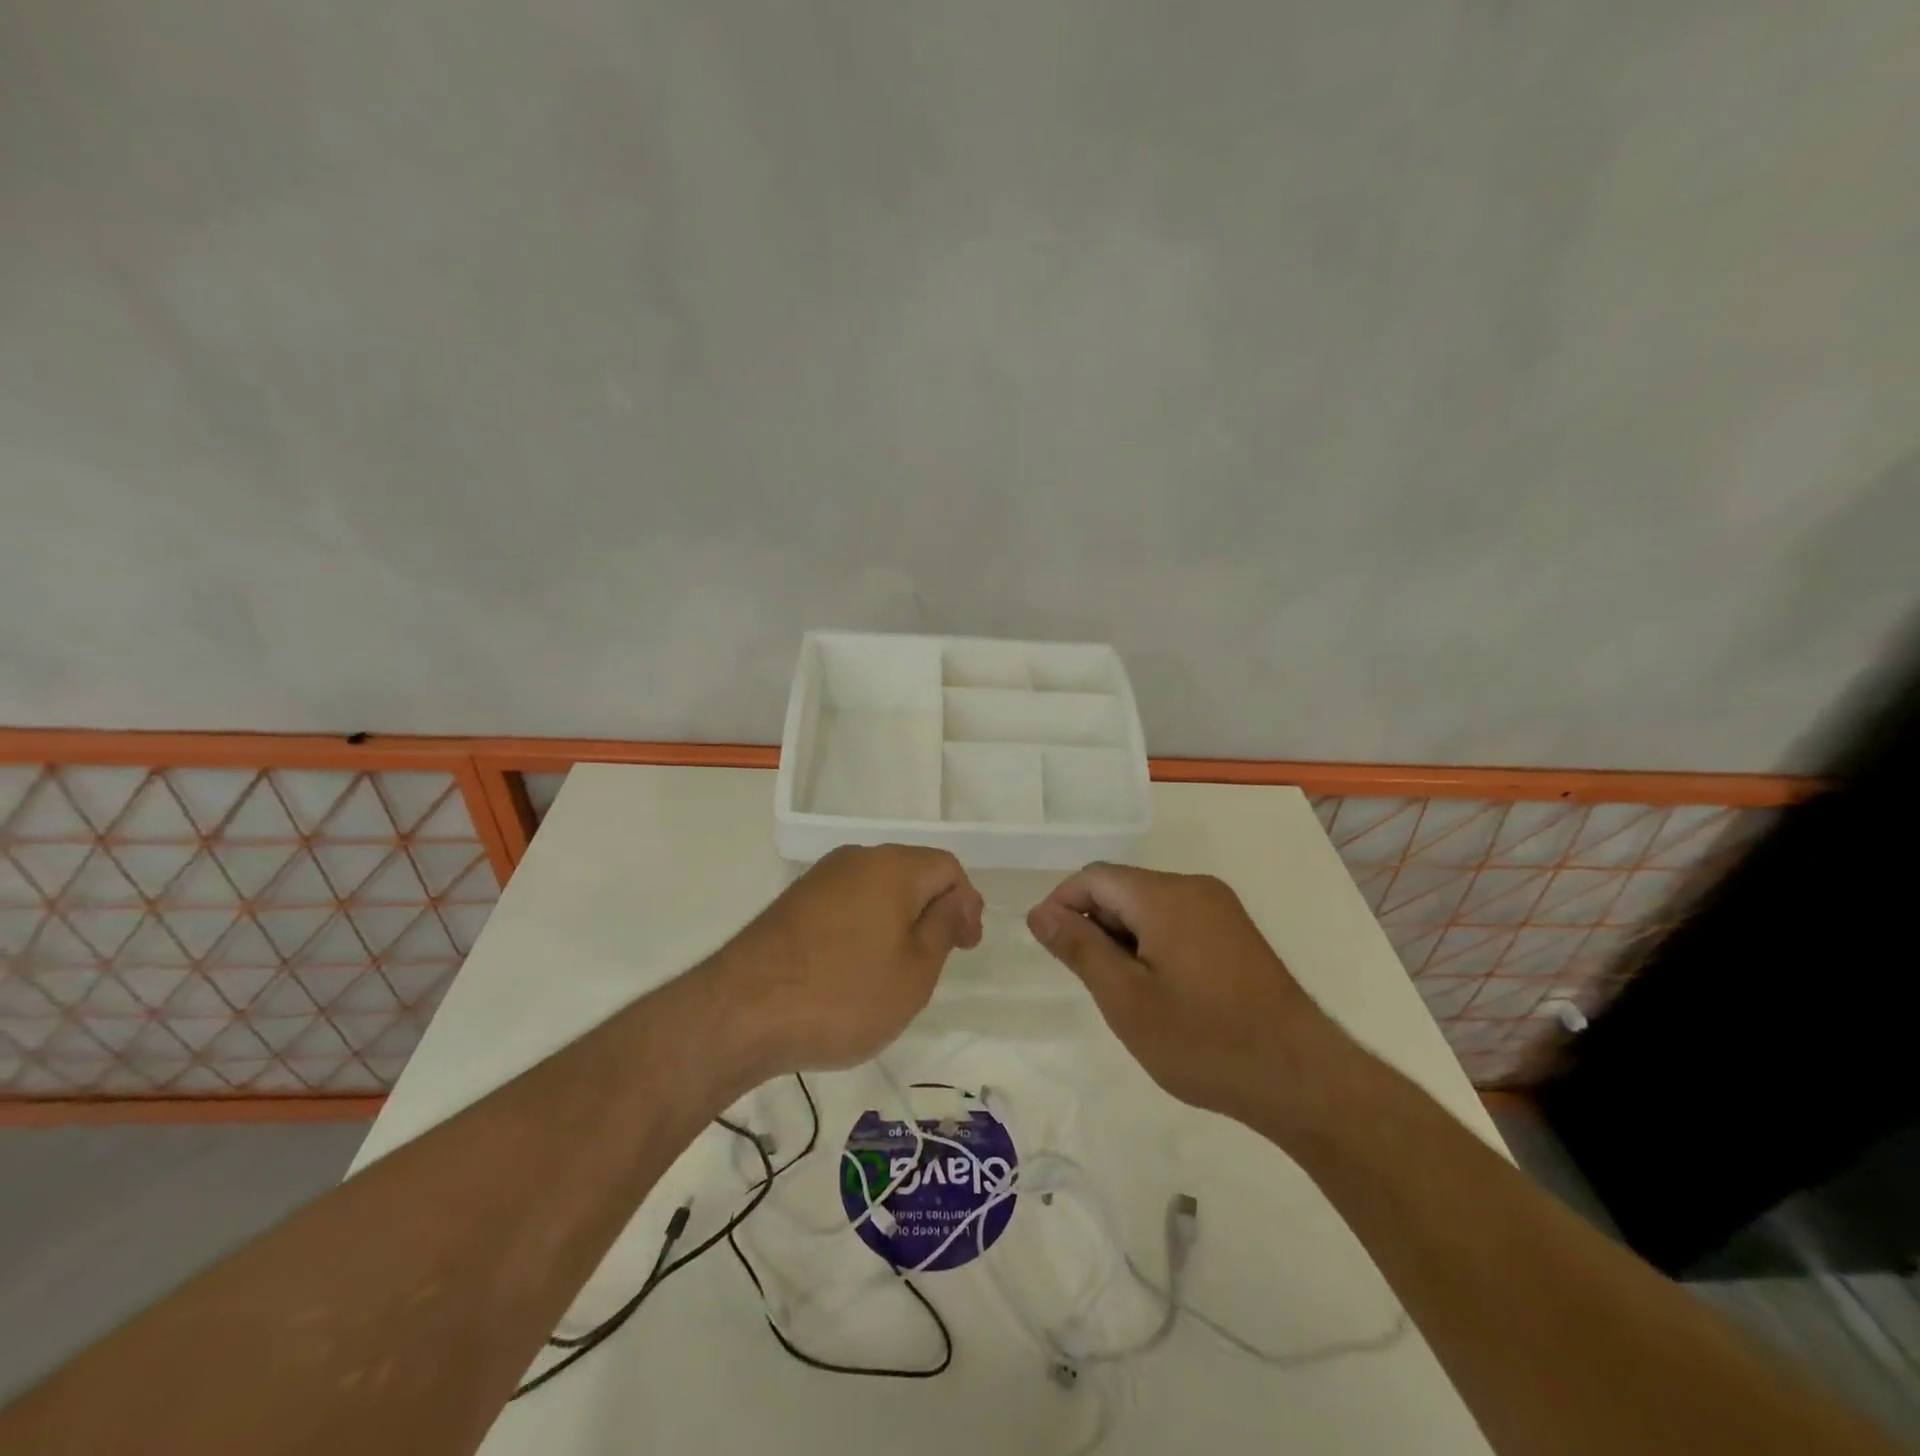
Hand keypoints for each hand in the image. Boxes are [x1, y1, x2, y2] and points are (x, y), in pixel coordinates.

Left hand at [713, 845, 983, 1073]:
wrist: (740, 1013)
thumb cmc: (843, 994)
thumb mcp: (914, 972)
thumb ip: (944, 927)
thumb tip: (957, 899)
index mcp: (892, 866)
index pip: (947, 867)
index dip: (966, 904)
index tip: (965, 948)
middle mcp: (855, 859)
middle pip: (911, 873)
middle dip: (931, 912)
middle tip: (933, 963)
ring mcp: (818, 879)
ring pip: (876, 890)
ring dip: (896, 923)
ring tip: (892, 973)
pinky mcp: (792, 903)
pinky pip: (845, 905)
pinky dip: (862, 929)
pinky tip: (852, 971)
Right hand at [1027, 863, 1347, 1130]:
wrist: (1300, 1078)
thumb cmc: (1202, 1040)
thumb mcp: (1126, 999)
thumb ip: (1079, 948)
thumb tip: (1040, 912)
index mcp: (1164, 895)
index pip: (1094, 877)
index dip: (1062, 905)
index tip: (1050, 948)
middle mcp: (1194, 888)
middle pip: (1123, 888)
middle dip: (1095, 924)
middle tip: (1090, 981)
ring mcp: (1221, 908)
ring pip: (1149, 906)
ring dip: (1123, 937)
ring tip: (1124, 992)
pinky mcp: (1236, 932)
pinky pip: (1177, 920)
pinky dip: (1153, 943)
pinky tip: (1159, 989)